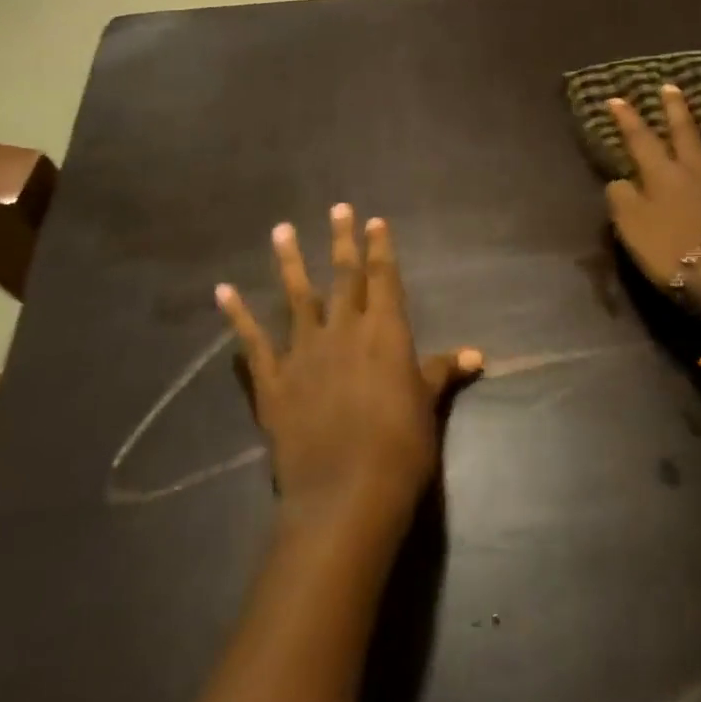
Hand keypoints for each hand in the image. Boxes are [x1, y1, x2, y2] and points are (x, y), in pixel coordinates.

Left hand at [216, 206, 481, 536]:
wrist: (346, 494)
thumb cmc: (400, 447)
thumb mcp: (427, 406)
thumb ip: (443, 372)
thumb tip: (476, 355)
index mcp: (385, 331)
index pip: (384, 278)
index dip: (380, 248)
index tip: (374, 220)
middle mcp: (343, 330)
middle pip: (343, 276)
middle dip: (342, 240)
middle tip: (337, 207)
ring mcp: (304, 352)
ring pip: (296, 296)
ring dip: (288, 261)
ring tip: (281, 230)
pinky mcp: (273, 381)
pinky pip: (252, 341)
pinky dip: (237, 315)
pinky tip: (223, 291)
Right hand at [605, 85, 700, 312]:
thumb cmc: (670, 253)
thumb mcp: (630, 229)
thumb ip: (621, 199)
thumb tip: (620, 181)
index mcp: (662, 176)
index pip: (640, 140)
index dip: (626, 118)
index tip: (615, 98)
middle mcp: (697, 170)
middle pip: (685, 132)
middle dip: (675, 108)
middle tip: (670, 86)